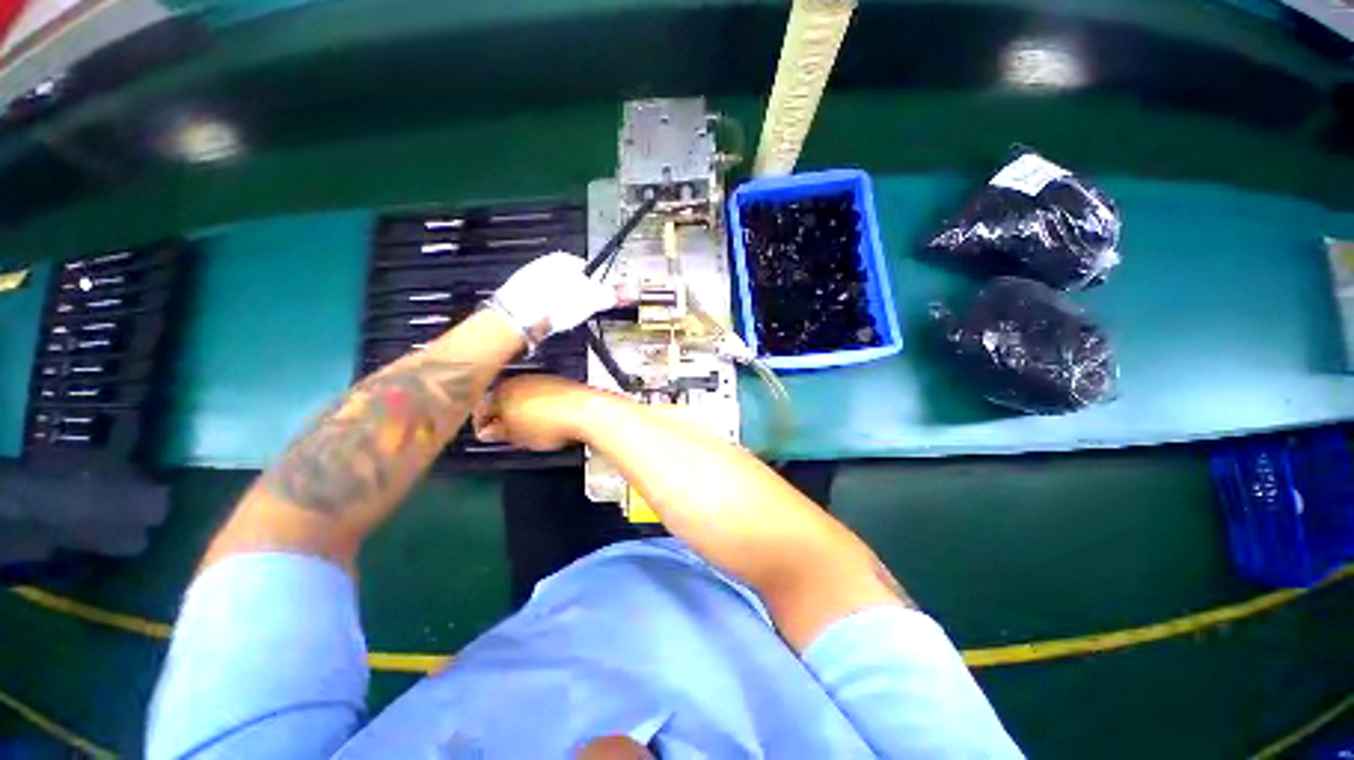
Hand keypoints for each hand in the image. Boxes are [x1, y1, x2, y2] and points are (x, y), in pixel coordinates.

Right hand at [473, 375, 602, 450]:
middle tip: (505, 435)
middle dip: (502, 416)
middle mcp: (521, 380)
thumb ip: (499, 433)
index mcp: (503, 391)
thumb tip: (489, 432)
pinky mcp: (559, 384)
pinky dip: (538, 409)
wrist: (586, 411)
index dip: (481, 424)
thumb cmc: (551, 422)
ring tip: (527, 431)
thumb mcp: (518, 435)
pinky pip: (541, 397)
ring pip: (523, 397)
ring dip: (520, 412)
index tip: (485, 436)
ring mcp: (542, 380)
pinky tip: (545, 422)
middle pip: (503, 398)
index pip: (482, 406)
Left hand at [489, 252, 620, 344]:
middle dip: (578, 296)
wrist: (517, 318)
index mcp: (564, 259)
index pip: (588, 269)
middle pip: (571, 281)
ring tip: (564, 319)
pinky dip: (547, 310)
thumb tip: (633, 291)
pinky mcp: (517, 293)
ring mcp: (529, 277)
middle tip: (582, 312)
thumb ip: (612, 295)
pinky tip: (549, 321)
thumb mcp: (591, 300)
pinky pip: (540, 301)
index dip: (595, 287)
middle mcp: (545, 262)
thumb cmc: (558, 304)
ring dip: (562, 304)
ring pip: (555, 291)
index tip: (597, 301)